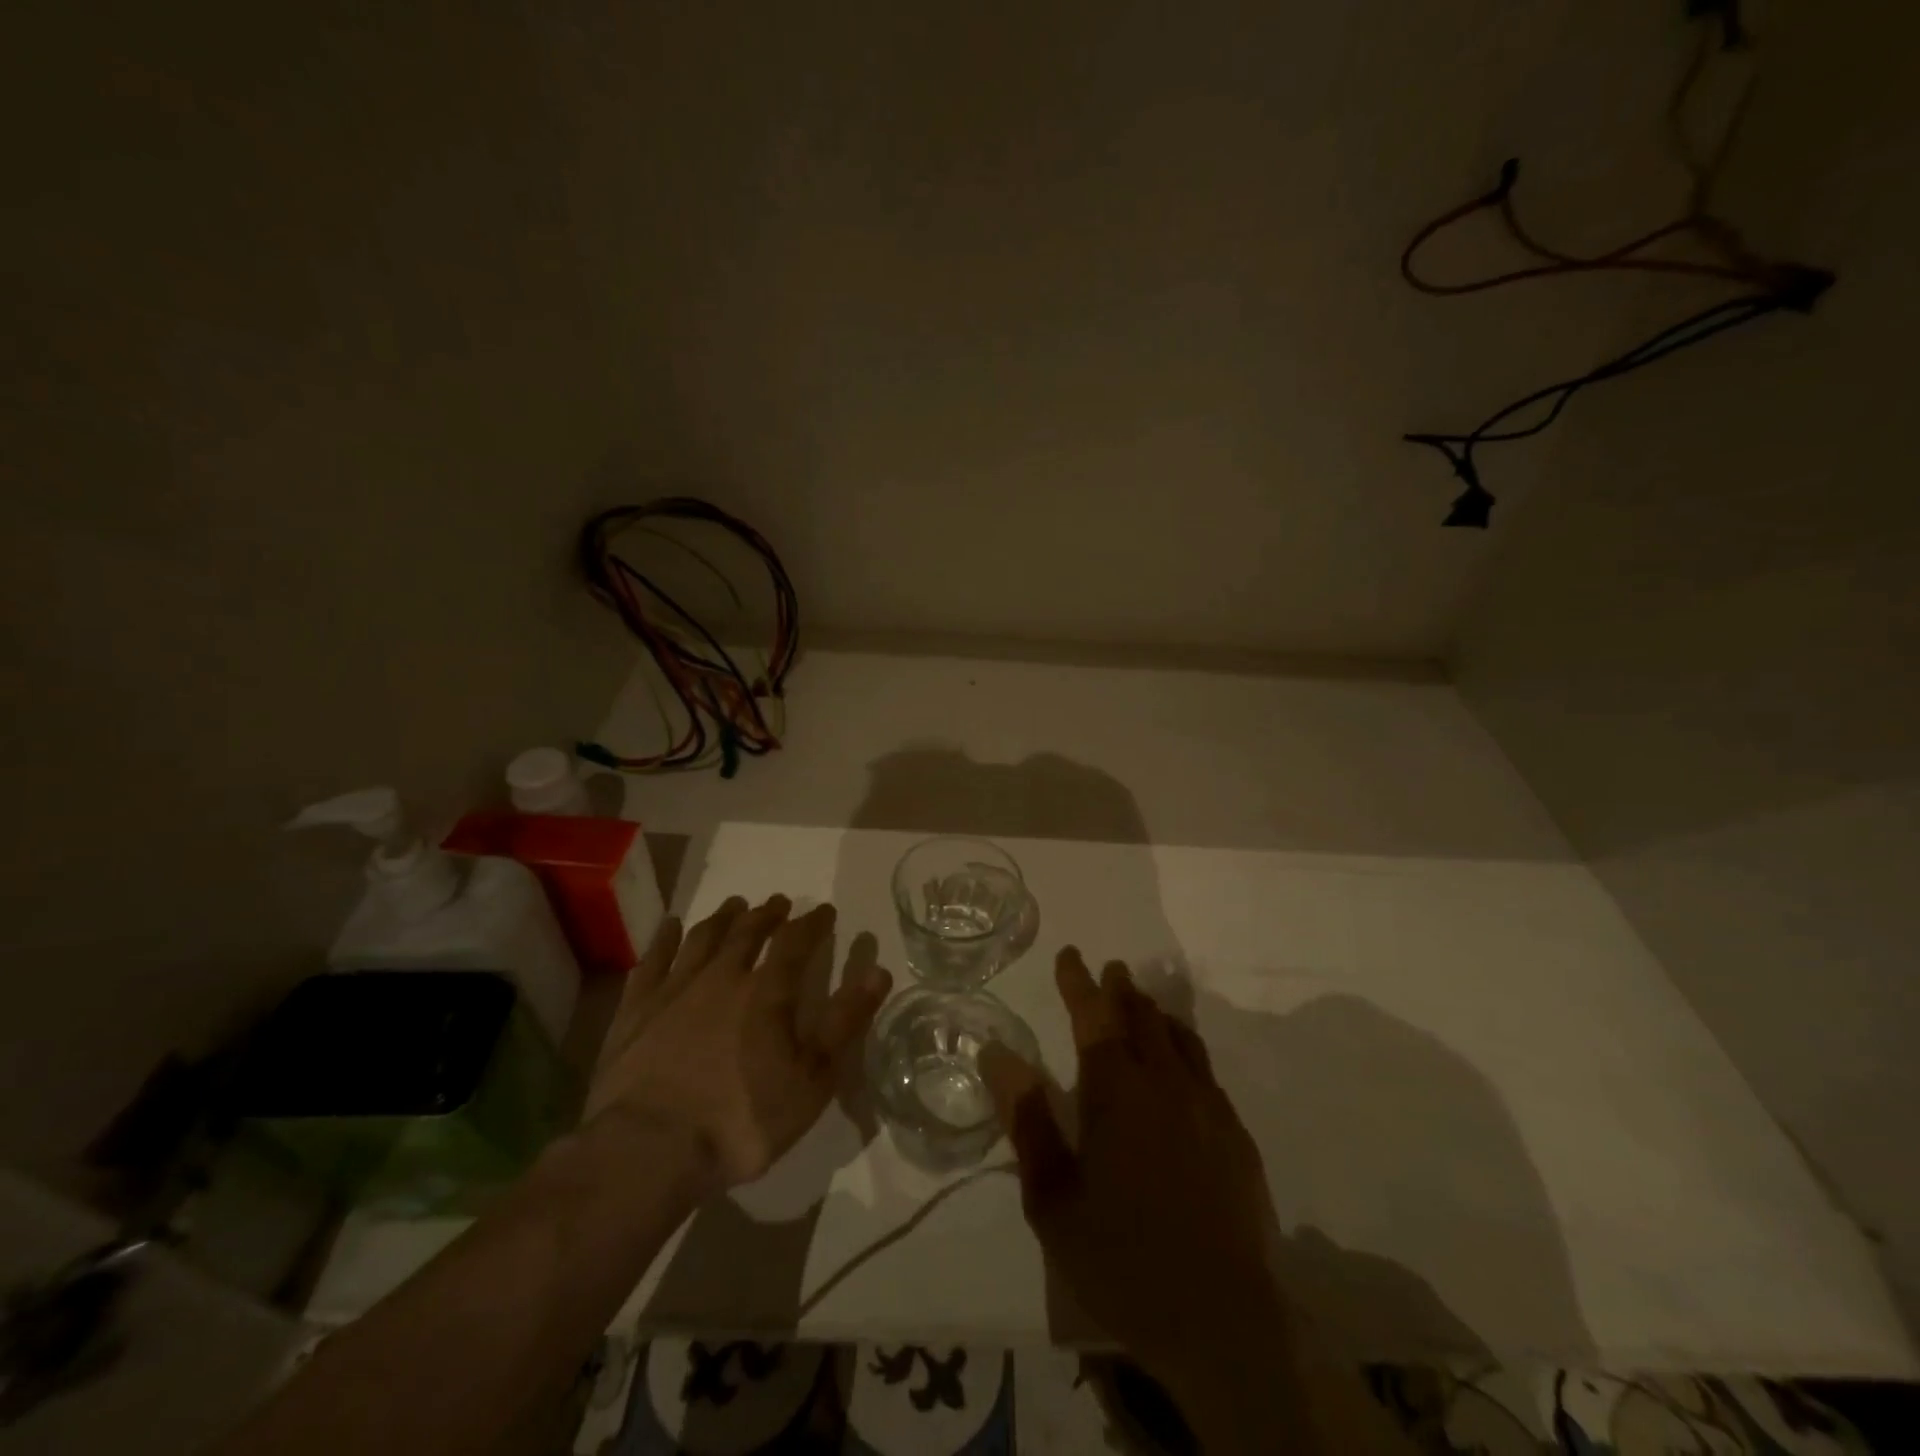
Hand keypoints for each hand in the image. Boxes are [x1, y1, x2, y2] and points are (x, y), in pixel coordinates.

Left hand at [585, 895, 892, 1189]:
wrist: (647, 1151)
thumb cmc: (740, 1120)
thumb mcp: (811, 1080)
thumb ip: (845, 1023)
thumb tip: (879, 972)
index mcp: (766, 992)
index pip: (796, 942)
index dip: (814, 923)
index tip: (825, 911)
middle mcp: (722, 977)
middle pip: (748, 932)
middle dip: (768, 914)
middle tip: (779, 902)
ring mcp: (674, 989)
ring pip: (704, 938)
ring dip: (723, 918)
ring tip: (735, 905)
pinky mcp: (635, 1010)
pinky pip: (653, 960)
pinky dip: (665, 939)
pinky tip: (670, 926)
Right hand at [980, 948, 1279, 1386]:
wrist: (1221, 1320)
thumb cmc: (1121, 1256)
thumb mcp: (1052, 1196)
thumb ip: (1027, 1118)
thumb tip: (996, 1053)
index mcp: (1117, 1091)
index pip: (1094, 1016)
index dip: (1079, 983)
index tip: (1070, 955)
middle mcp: (1165, 1084)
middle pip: (1142, 1017)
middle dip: (1121, 989)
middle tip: (1110, 970)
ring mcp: (1207, 1108)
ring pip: (1180, 1039)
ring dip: (1157, 1015)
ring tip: (1144, 1003)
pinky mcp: (1235, 1137)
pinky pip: (1206, 1073)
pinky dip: (1186, 1052)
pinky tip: (1182, 1068)